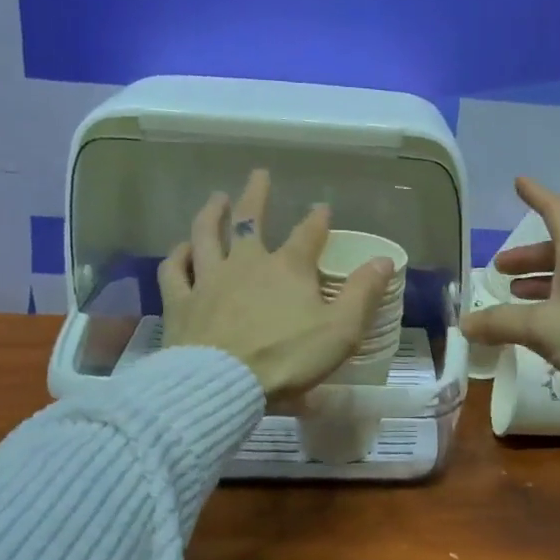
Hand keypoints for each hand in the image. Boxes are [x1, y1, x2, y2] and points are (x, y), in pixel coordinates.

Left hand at [159, 170, 393, 404]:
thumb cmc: (288, 358)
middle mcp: (246, 263)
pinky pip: (176, 270)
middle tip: (259, 175)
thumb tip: (384, 259)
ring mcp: (209, 280)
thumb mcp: (341, 329)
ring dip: (212, 214)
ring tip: (217, 199)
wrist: (223, 384)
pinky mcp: (181, 302)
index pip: (307, 234)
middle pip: (250, 221)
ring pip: (206, 235)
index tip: (322, 207)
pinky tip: (181, 249)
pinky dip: (179, 255)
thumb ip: (363, 293)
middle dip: (256, 196)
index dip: (317, 219)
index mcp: (288, 268)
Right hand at [463, 178, 559, 429]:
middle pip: (558, 249)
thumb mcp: (543, 328)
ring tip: (512, 295)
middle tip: (499, 268)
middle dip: (526, 256)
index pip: (557, 212)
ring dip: (538, 281)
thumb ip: (501, 323)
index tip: (519, 183)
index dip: (537, 196)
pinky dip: (552, 304)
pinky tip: (540, 326)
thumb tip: (464, 323)